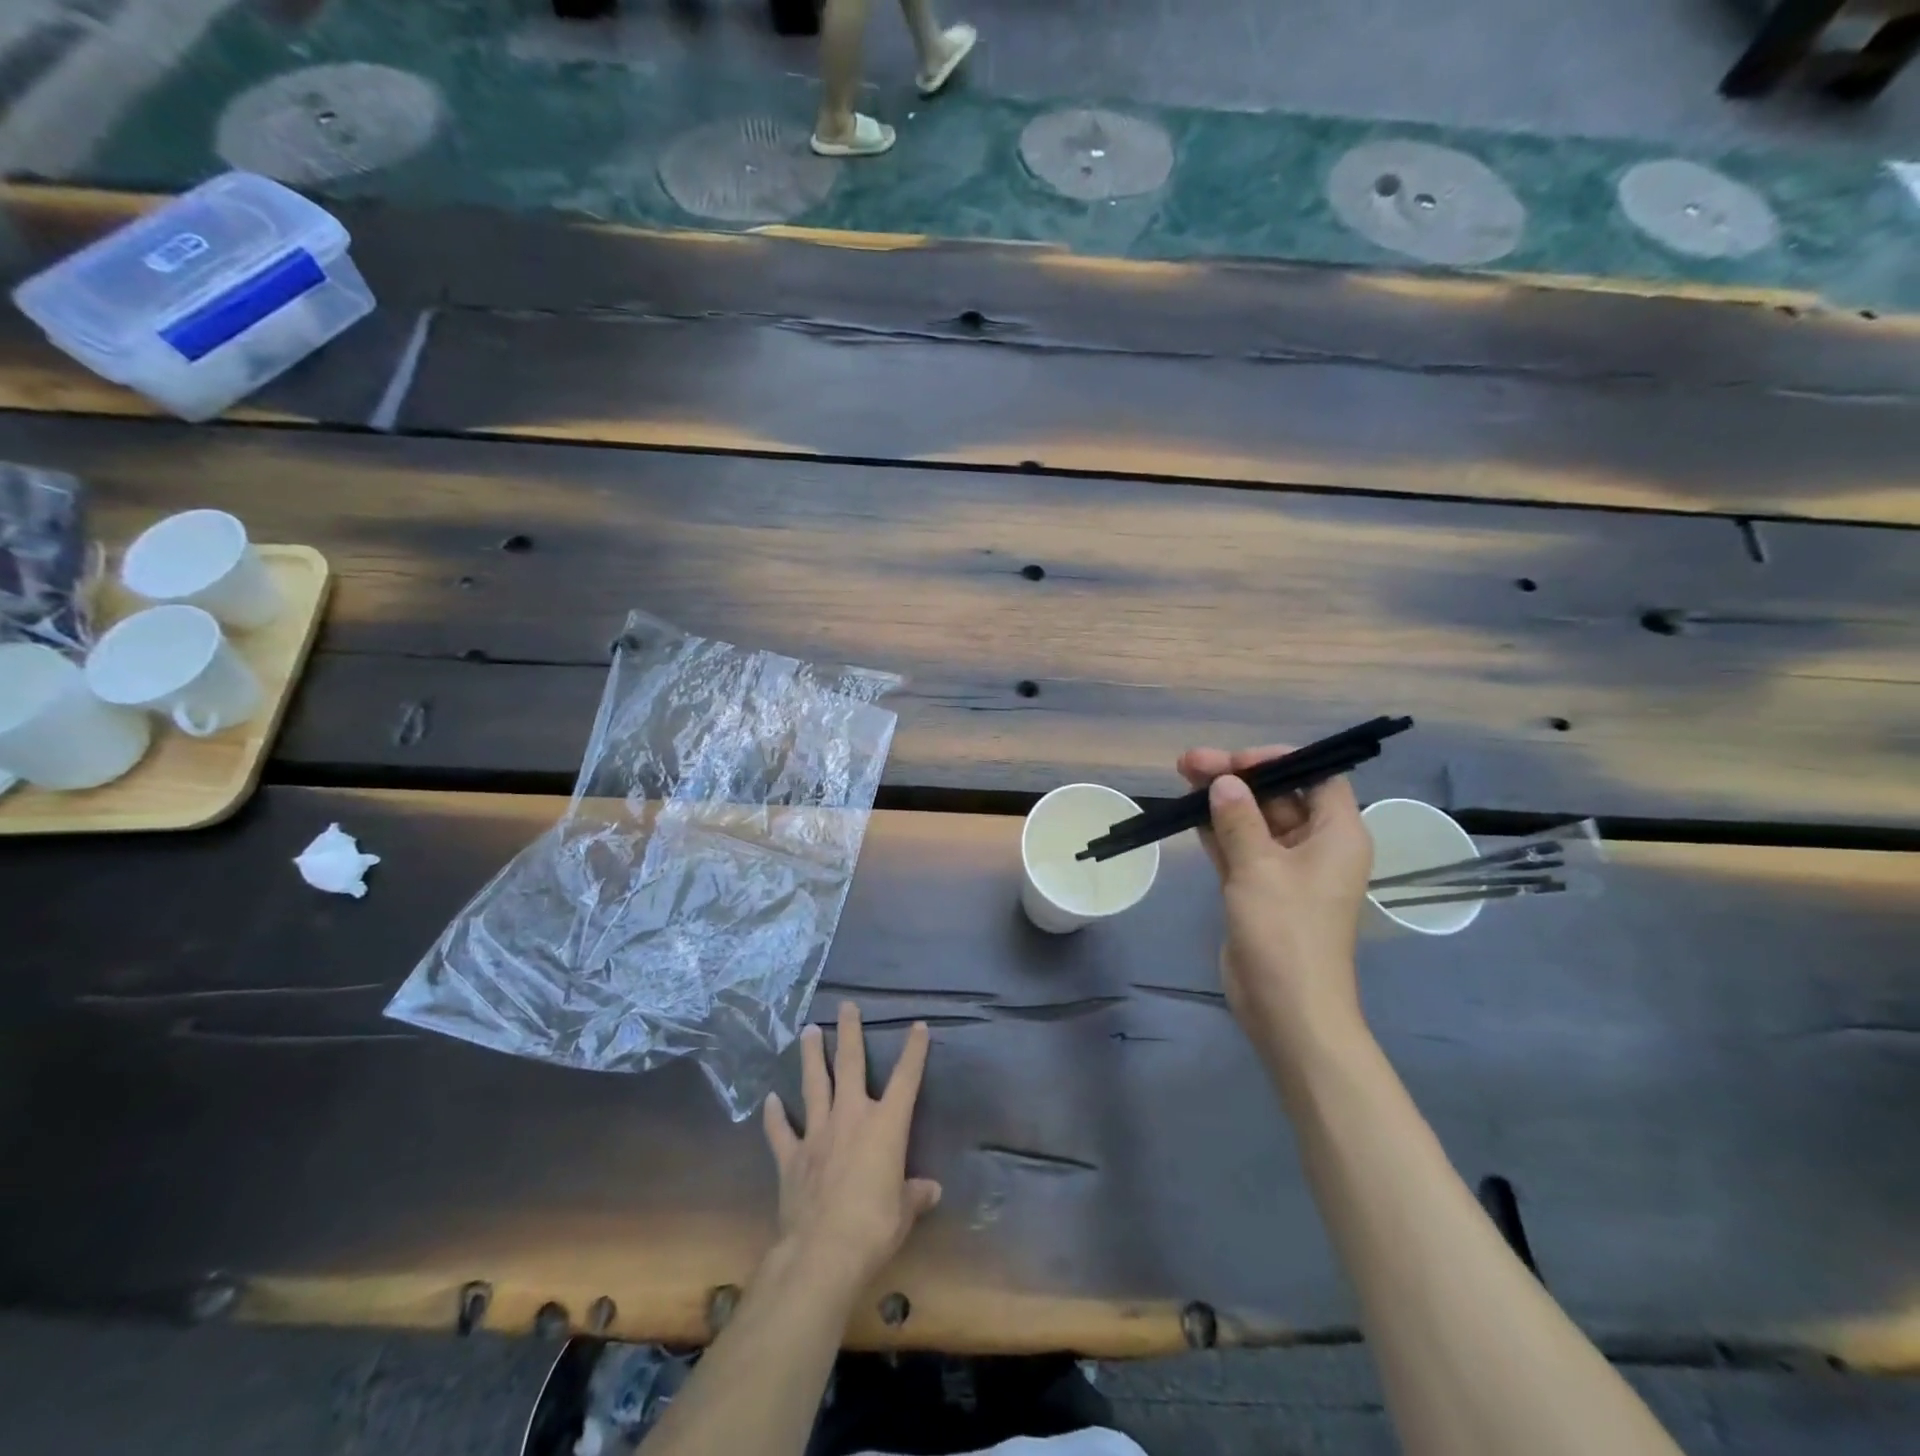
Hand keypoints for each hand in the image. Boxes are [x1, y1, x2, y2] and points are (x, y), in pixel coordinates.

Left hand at [763, 1002, 941, 1290]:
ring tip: (808, 1031)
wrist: (821, 1252)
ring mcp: (817, 1134)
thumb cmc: (874, 1227)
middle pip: (851, 1065)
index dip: (914, 1051)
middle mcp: (851, 1118)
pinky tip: (770, 1100)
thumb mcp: (904, 1212)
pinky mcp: (791, 1157)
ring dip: (812, 1057)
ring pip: (815, 1085)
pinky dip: (775, 1116)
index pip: (906, 1079)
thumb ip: (914, 1195)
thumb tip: (930, 1189)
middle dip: (850, 1033)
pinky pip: (781, 1132)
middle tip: (846, 1006)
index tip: (917, 1025)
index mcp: (886, 1126)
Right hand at [1177, 746, 1374, 1048]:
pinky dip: (1218, 830)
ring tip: (1182, 777)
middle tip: (1190, 763)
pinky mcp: (1261, 889)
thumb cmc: (1285, 931)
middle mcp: (1316, 846)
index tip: (1236, 761)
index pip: (1316, 777)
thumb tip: (1223, 782)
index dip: (1279, 761)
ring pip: (1253, 821)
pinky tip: (1189, 813)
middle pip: (1278, 796)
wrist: (1286, 1008)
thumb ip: (1238, 819)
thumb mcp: (1259, 867)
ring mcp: (1286, 869)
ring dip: (1222, 801)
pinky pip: (1240, 847)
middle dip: (1236, 778)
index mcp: (1337, 834)